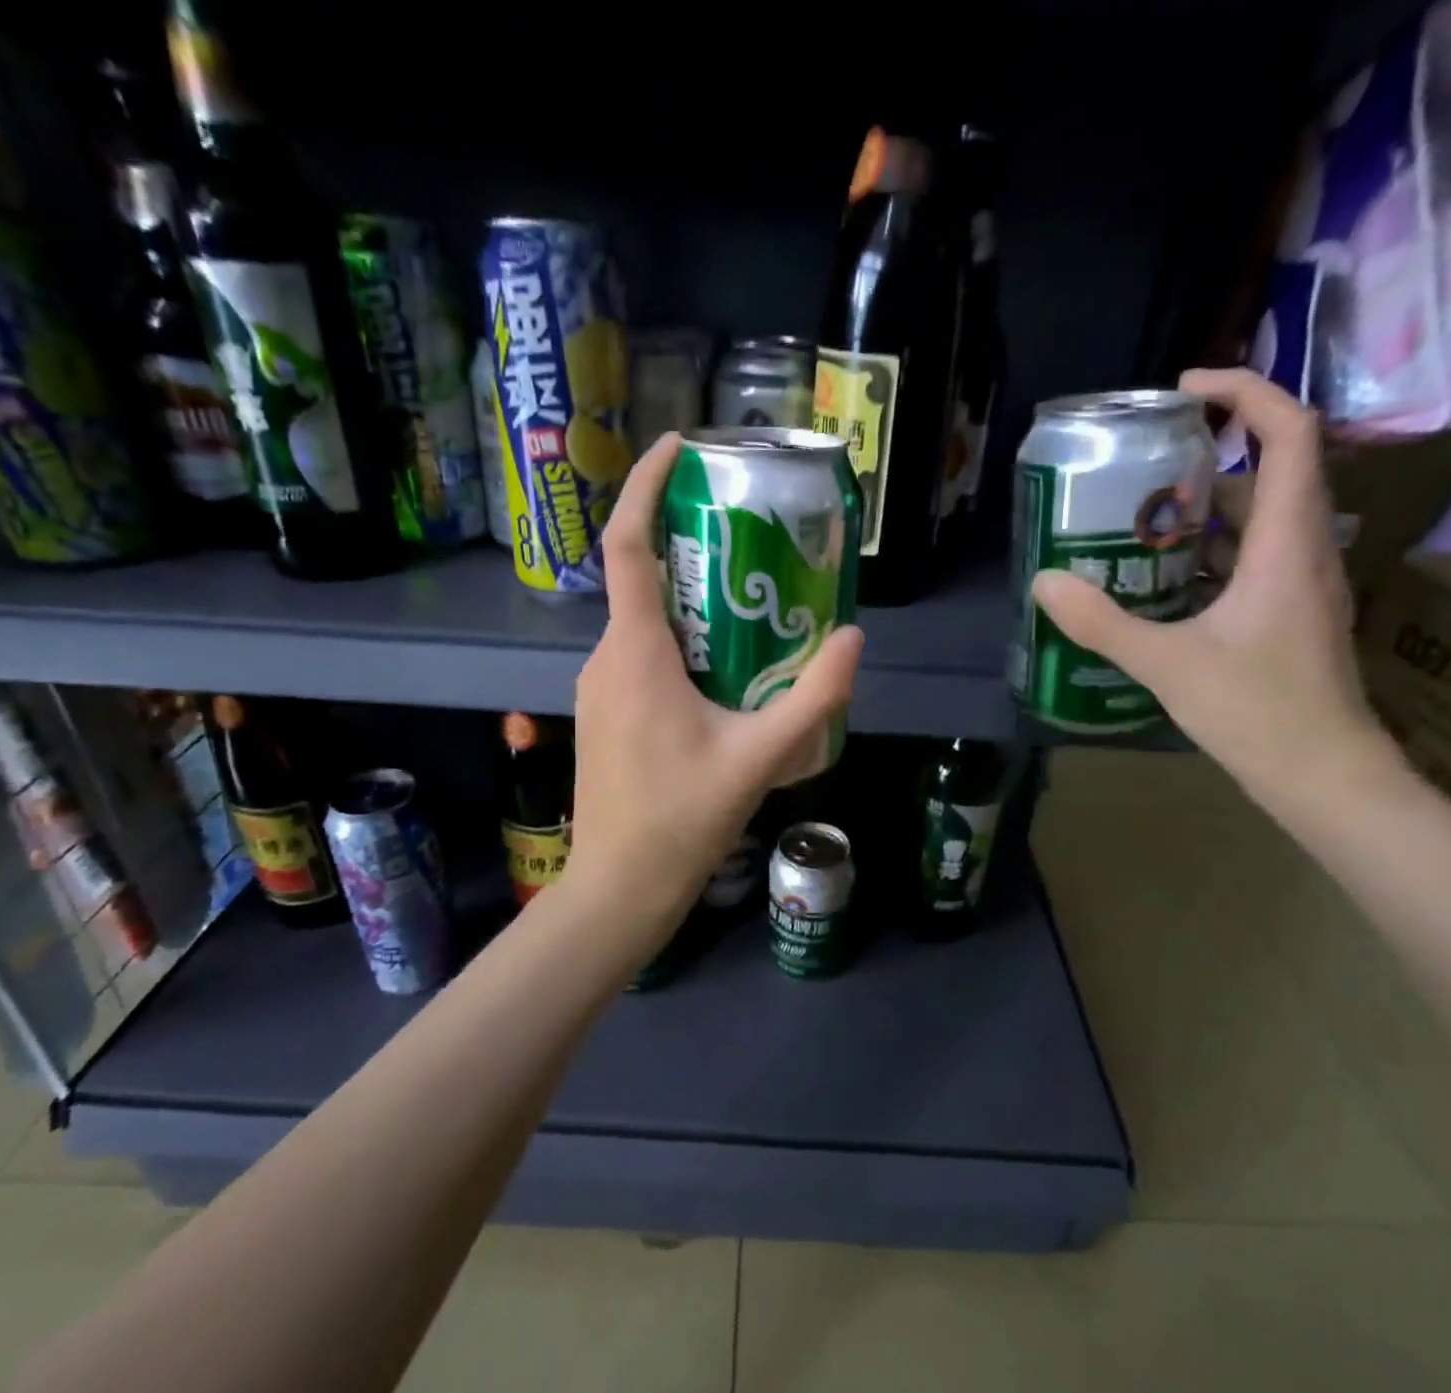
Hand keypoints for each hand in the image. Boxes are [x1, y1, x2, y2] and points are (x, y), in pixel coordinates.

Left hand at [562, 433, 864, 941]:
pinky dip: (675, 641)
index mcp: (635, 654)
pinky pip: (638, 656)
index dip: (645, 485)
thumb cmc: (682, 821)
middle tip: (748, 536)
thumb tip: (852, 640)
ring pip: (641, 622)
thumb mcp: (760, 758)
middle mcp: (606, 658)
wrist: (619, 888)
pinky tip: (720, 668)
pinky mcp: (603, 714)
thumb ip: (813, 699)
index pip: (628, 546)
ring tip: (748, 603)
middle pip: (640, 578)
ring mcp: (598, 688)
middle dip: (688, 545)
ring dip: (687, 601)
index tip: (679, 446)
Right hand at [1031, 368, 1396, 796]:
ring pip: (1259, 518)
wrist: (1323, 775)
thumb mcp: (1167, 664)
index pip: (1289, 433)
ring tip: (1137, 516)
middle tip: (1140, 464)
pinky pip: (1250, 557)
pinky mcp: (1288, 613)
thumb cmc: (1258, 712)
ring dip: (1203, 506)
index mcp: (1288, 544)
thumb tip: (1045, 583)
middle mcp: (1305, 550)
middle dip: (1207, 454)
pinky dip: (1207, 549)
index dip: (1245, 392)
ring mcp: (1300, 584)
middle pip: (1271, 470)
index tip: (1185, 390)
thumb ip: (1103, 623)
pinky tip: (1158, 575)